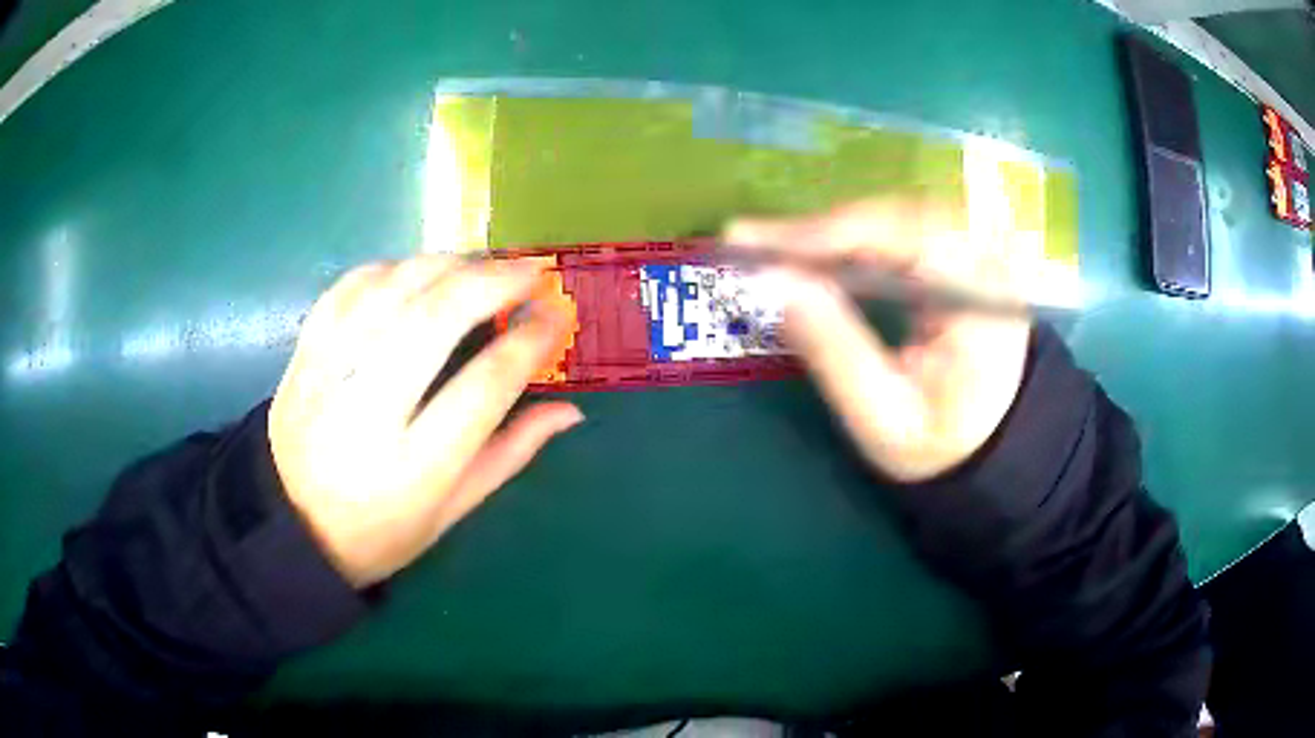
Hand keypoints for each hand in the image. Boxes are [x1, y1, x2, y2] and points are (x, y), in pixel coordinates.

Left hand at [268, 256, 581, 586]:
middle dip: (491, 282)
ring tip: (481, 265)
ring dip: (444, 264)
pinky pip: (347, 290)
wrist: (290, 526)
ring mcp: (327, 377)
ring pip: (390, 292)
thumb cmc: (379, 533)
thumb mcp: (450, 513)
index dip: (528, 342)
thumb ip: (509, 455)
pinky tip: (417, 272)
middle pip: (433, 320)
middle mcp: (366, 414)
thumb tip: (570, 410)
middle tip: (530, 269)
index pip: (483, 388)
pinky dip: (390, 269)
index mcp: (414, 469)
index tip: (555, 315)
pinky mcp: (302, 355)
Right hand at [724, 199, 1030, 482]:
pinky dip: (854, 236)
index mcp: (979, 300)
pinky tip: (819, 252)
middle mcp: (987, 261)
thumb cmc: (938, 441)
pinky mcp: (965, 255)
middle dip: (822, 229)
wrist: (987, 446)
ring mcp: (979, 252)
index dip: (825, 233)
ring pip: (896, 214)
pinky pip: (902, 227)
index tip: (755, 240)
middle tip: (752, 241)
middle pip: (896, 214)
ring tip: (776, 248)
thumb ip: (833, 351)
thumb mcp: (882, 417)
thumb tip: (775, 284)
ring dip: (833, 229)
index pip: (902, 237)